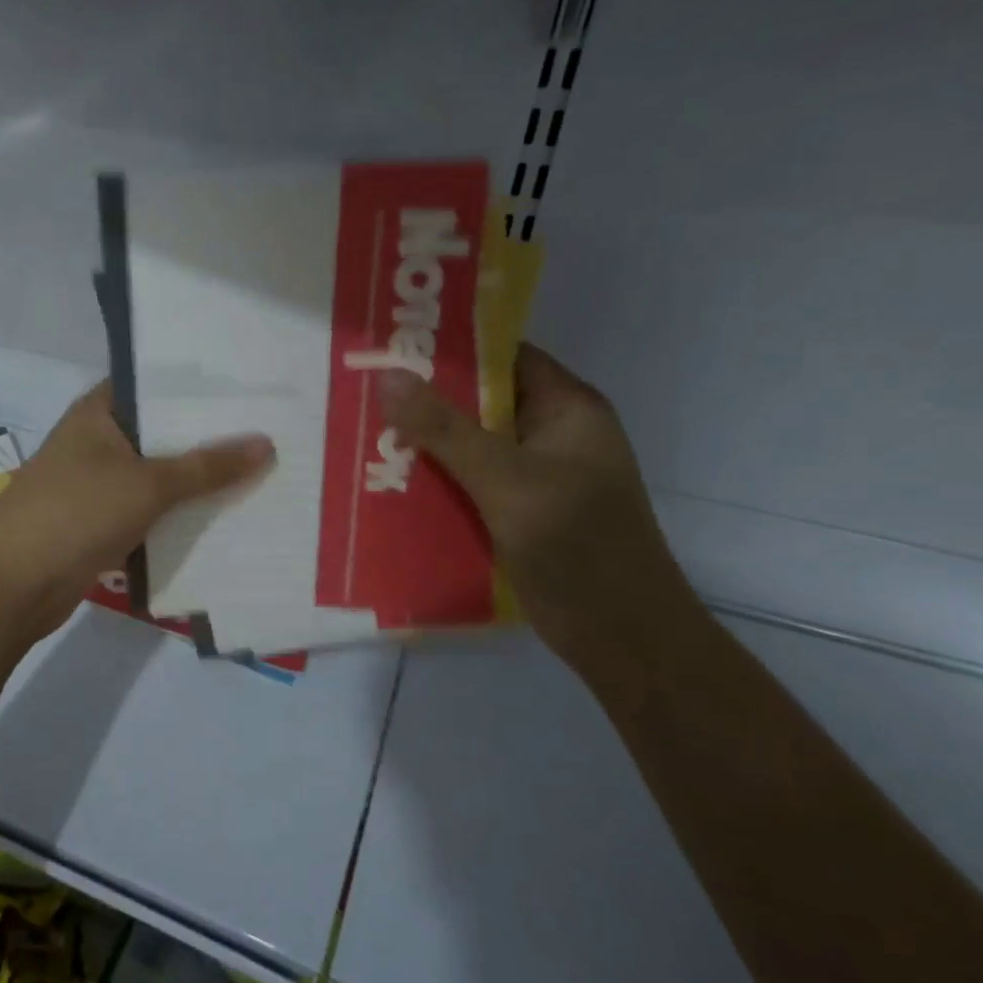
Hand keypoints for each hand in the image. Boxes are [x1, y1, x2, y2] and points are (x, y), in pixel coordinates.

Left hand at [0, 383, 274, 641]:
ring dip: (197, 482)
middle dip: (209, 439)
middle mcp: (97, 441)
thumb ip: (207, 466)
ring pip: (158, 476)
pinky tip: (224, 517)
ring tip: (262, 473)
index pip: (156, 385)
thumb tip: (266, 444)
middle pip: (162, 433)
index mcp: (99, 411)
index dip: (201, 388)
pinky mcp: (100, 523)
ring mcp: (97, 484)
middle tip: (272, 432)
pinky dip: (178, 516)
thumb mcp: (148, 484)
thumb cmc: (76, 512)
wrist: (12, 585)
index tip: (252, 389)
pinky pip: (149, 512)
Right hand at [378, 346, 696, 671]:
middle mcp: (550, 434)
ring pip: (468, 445)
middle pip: (479, 402)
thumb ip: (446, 429)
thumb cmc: (577, 546)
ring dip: (424, 443)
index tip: (390, 346)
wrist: (621, 636)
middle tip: (361, 391)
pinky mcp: (517, 512)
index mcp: (566, 409)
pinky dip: (433, 479)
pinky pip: (467, 482)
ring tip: (362, 432)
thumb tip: (387, 376)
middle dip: (424, 399)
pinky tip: (387, 481)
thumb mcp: (507, 480)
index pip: (503, 357)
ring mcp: (534, 476)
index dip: (449, 348)